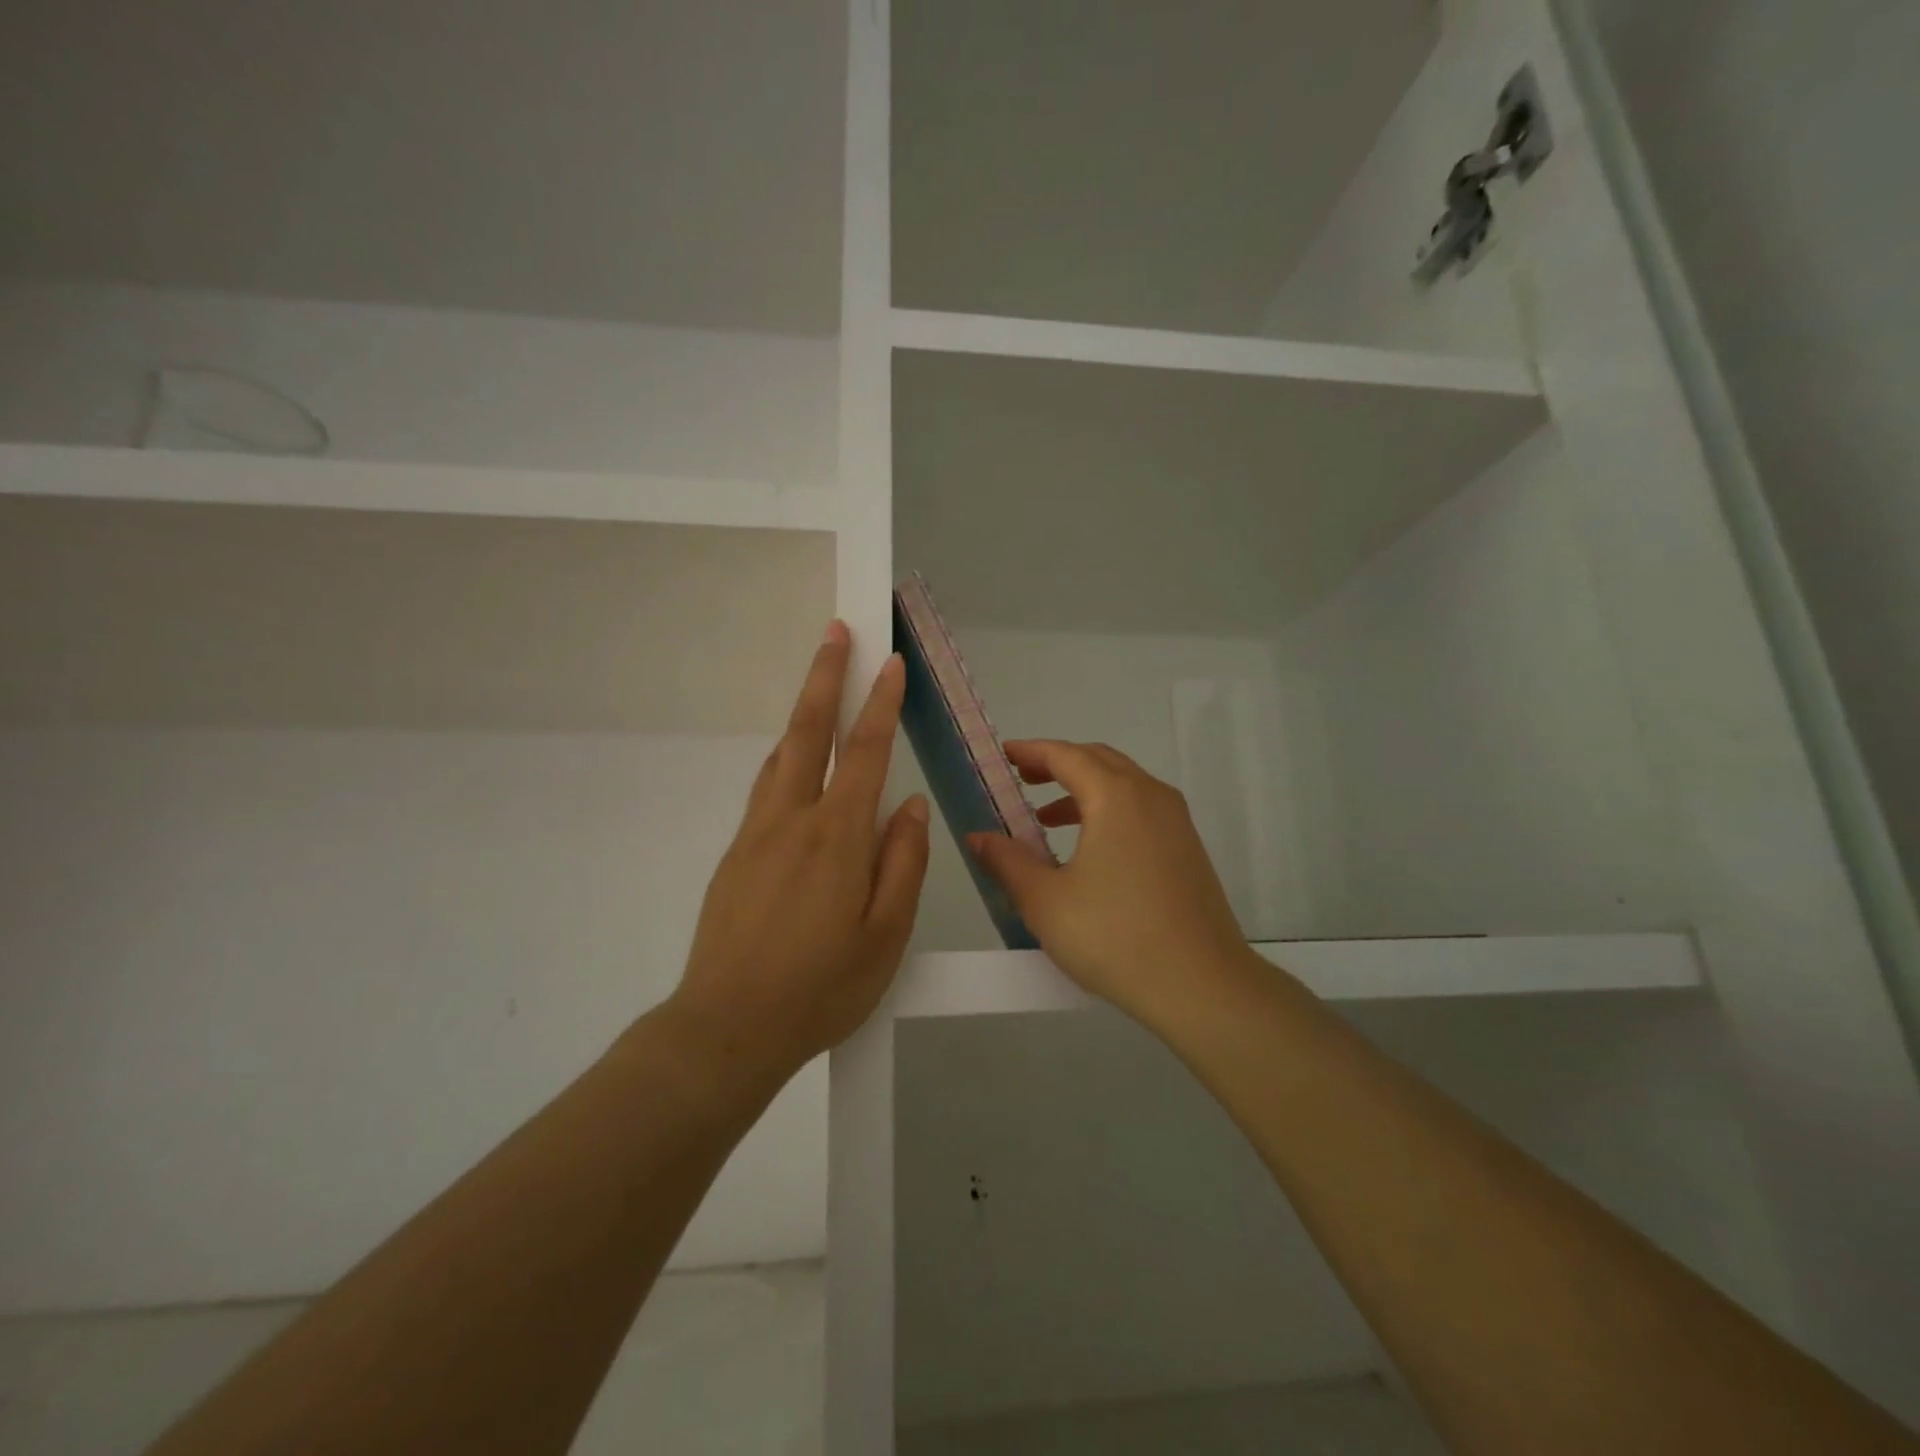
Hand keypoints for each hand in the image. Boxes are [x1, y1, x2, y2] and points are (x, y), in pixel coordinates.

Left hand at [667, 621, 928, 1082]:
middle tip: (836, 632)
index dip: (880, 703)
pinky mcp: (735, 856)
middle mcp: (791, 821)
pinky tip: (795, 765)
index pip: (865, 753)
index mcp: (836, 838)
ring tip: (820, 686)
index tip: (890, 663)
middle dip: (825, 677)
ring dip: (803, 714)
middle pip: (808, 733)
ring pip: (782, 757)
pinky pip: (767, 790)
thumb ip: (903, 863)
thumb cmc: (821, 987)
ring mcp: (756, 835)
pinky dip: (787, 759)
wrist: (727, 1028)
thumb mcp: (886, 936)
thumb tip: (908, 806)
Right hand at [968, 741, 1252, 1029]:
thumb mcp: (1045, 901)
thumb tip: (978, 837)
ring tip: (1047, 819)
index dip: (1032, 751)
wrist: (1201, 986)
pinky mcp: (1188, 850)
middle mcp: (1151, 796)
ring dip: (1084, 791)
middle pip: (1099, 761)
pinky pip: (1141, 811)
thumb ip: (1007, 861)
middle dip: (1058, 764)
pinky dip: (1108, 812)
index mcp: (1116, 797)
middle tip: (1023, 779)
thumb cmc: (1114, 936)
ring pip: (1124, 786)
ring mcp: (1176, 823)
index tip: (1004, 755)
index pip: (1066, 755)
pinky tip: (1089, 851)